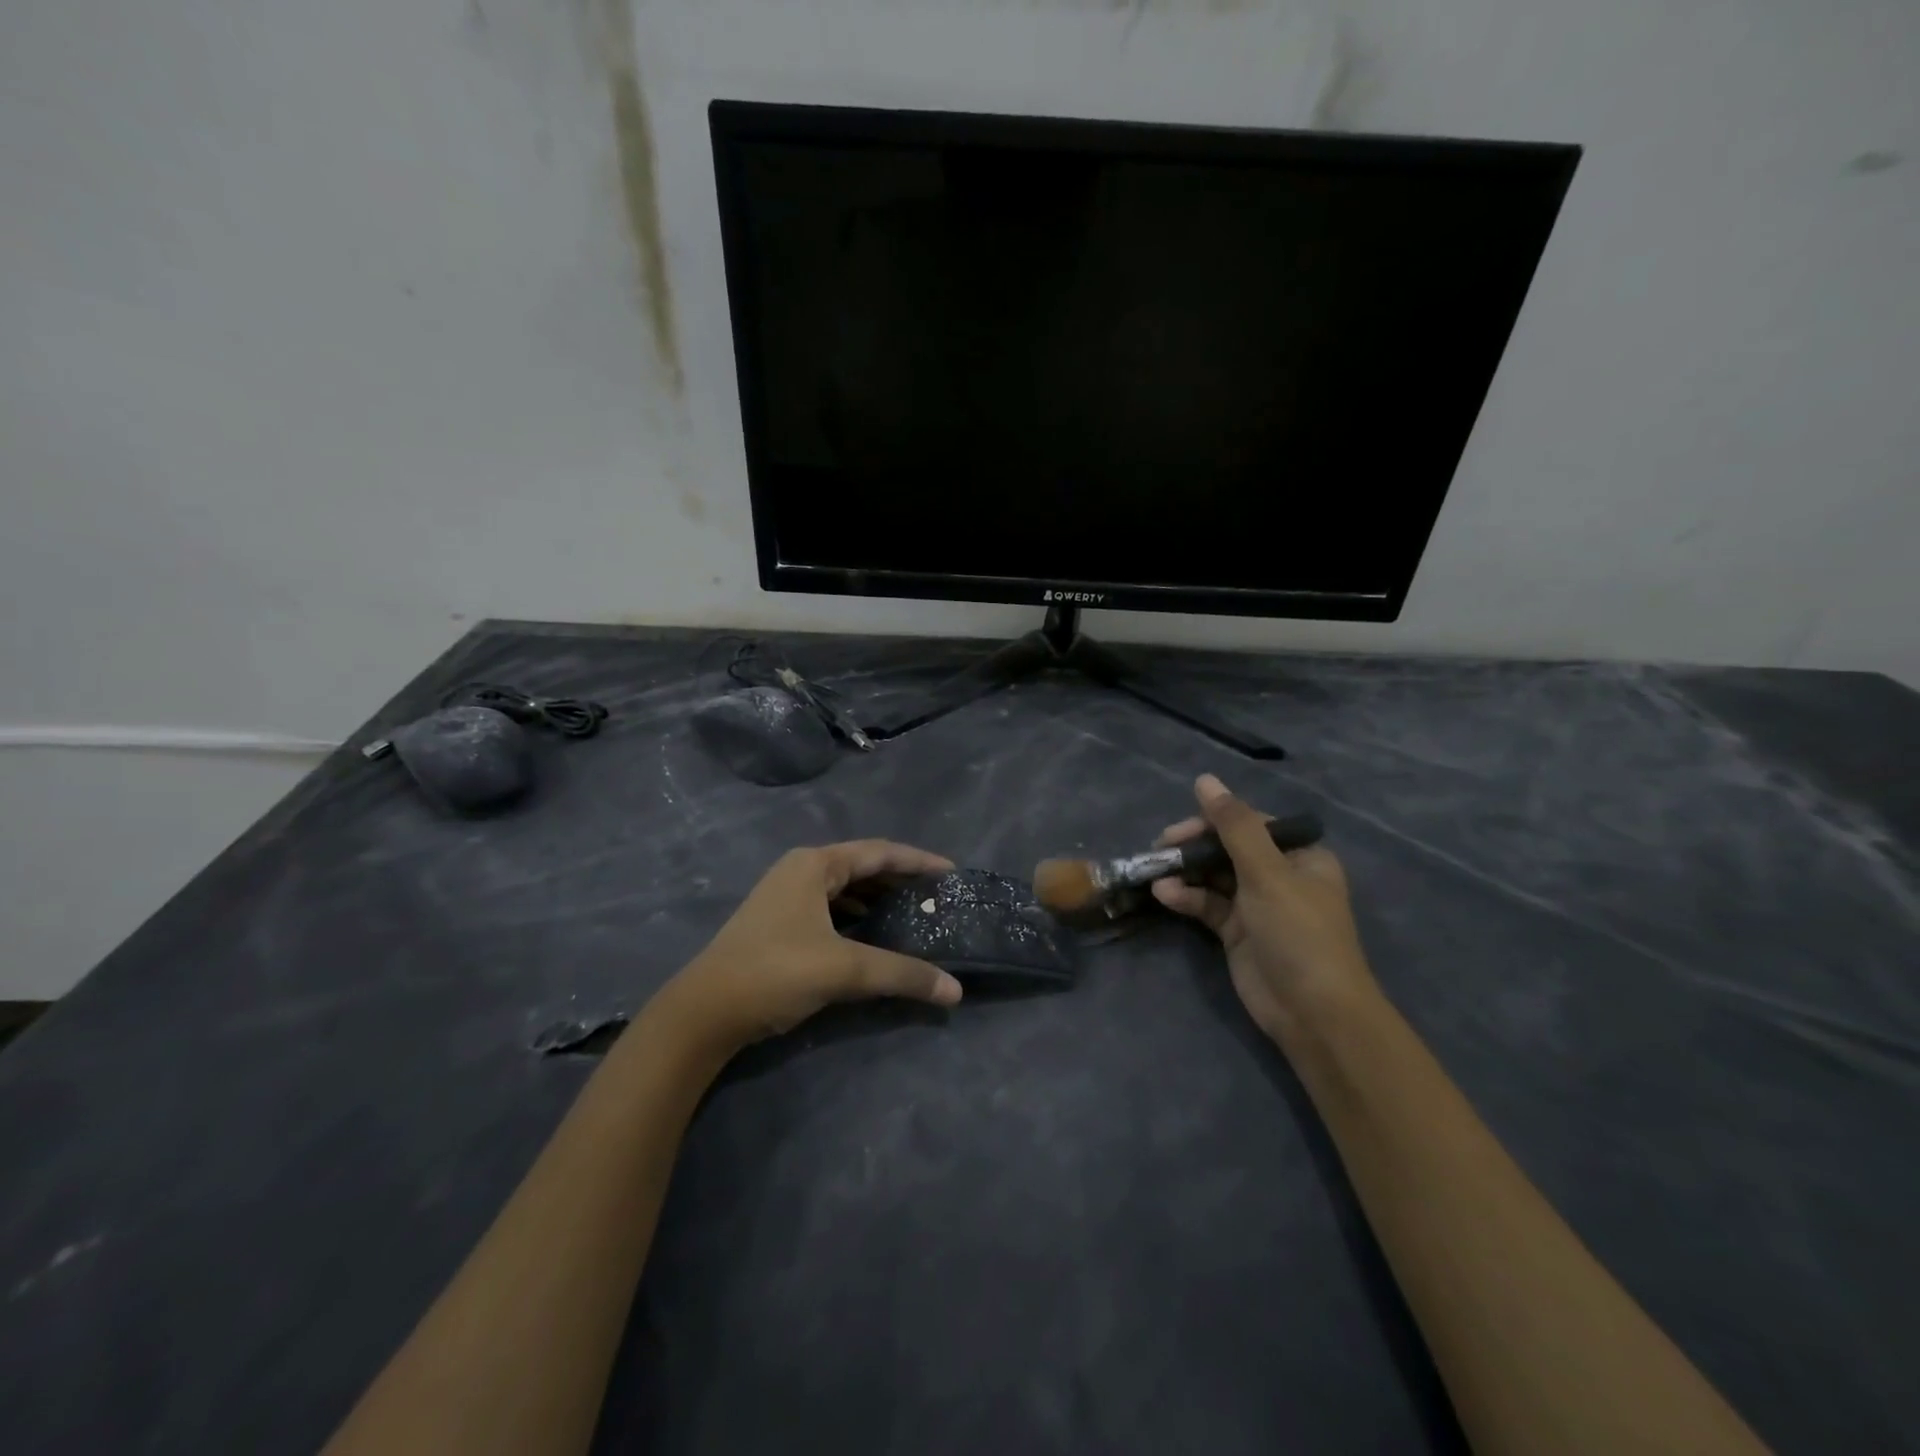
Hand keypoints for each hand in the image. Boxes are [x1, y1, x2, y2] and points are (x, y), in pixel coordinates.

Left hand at [657, 840, 963, 1054]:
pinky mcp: (779, 922)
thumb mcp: (845, 969)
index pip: (880, 852)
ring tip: (913, 914)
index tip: (951, 873)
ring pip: (845, 889)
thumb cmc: (776, 972)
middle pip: (863, 867)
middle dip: (900, 880)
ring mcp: (786, 895)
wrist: (704, 1011)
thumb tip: (955, 990)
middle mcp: (801, 870)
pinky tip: (873, 934)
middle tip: (936, 897)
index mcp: (816, 864)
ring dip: (878, 899)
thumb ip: (903, 974)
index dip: (918, 861)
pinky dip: (857, 916)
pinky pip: (831, 908)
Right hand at [1152, 774, 1374, 1042]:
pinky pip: (1207, 905)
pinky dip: (1186, 898)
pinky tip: (1164, 895)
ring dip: (1185, 872)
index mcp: (1299, 855)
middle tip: (1161, 848)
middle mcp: (1279, 875)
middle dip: (1193, 847)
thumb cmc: (1298, 933)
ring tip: (1154, 870)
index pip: (1249, 823)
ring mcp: (1256, 905)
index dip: (1212, 821)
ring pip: (1213, 876)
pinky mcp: (1237, 932)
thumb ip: (1233, 826)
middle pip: (1227, 848)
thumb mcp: (1267, 873)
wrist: (1313, 1013)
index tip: (1180, 829)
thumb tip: (1205, 779)